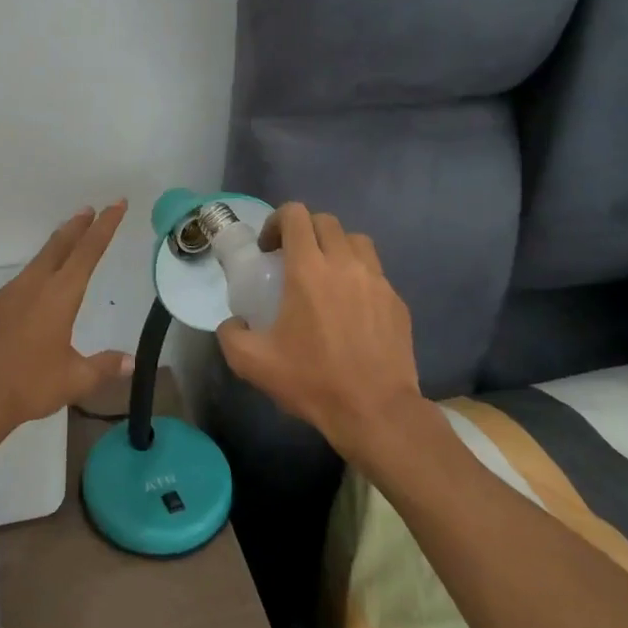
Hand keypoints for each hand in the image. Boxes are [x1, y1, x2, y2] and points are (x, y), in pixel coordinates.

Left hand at [0, 201, 133, 439]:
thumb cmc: (28, 385)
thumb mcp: (74, 379)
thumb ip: (103, 366)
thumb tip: (131, 362)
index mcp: (59, 295)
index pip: (88, 252)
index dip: (105, 226)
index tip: (116, 204)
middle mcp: (34, 286)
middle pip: (60, 246)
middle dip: (78, 226)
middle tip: (90, 210)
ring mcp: (9, 294)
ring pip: (39, 260)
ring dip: (57, 246)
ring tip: (68, 240)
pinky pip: (23, 278)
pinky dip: (39, 268)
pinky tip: (39, 284)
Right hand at [215, 203, 438, 465]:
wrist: (376, 412)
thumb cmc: (313, 381)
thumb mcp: (252, 363)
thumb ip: (231, 334)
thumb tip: (233, 323)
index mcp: (308, 269)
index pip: (295, 215)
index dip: (277, 222)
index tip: (269, 250)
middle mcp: (345, 264)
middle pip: (325, 221)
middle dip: (304, 232)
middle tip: (292, 261)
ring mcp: (377, 281)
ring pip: (355, 241)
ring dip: (335, 247)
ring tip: (325, 276)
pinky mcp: (397, 301)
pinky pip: (375, 272)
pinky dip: (359, 276)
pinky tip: (351, 308)